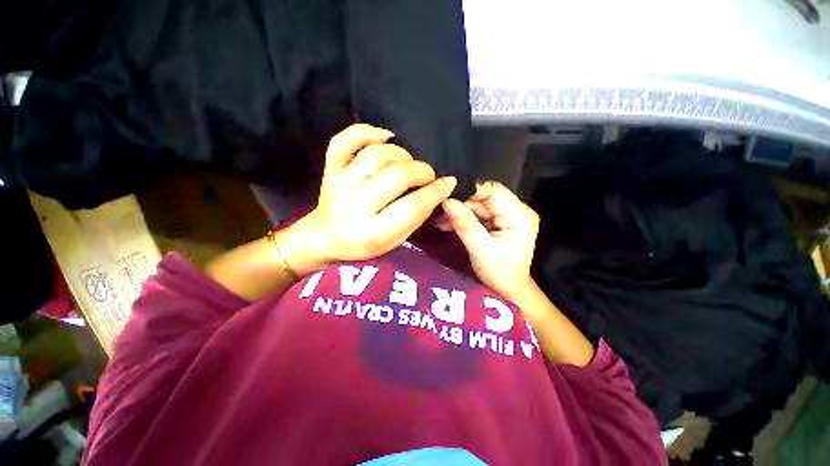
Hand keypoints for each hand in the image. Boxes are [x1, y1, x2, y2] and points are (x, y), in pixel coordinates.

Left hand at [285, 124, 456, 273]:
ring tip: (409, 163)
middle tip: (429, 175)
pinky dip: (366, 131)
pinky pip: (344, 141)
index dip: (435, 192)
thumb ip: (415, 219)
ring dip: (402, 154)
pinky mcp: (329, 170)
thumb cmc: (362, 245)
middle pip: (396, 176)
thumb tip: (437, 191)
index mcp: (371, 233)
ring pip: (376, 155)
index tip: (448, 183)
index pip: (411, 207)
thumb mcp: (392, 243)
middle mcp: (354, 206)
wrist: (322, 238)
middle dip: (422, 171)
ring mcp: (339, 184)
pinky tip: (385, 136)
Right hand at [438, 181, 538, 301]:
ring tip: (440, 220)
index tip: (448, 199)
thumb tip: (447, 201)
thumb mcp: (480, 250)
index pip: (493, 191)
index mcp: (519, 215)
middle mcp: (515, 211)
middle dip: (462, 204)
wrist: (508, 290)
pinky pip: (477, 214)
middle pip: (484, 197)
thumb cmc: (499, 273)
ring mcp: (506, 216)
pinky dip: (462, 218)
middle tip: (440, 211)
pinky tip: (447, 224)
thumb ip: (465, 224)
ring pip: (478, 205)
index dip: (470, 192)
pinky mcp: (497, 222)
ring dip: (459, 212)